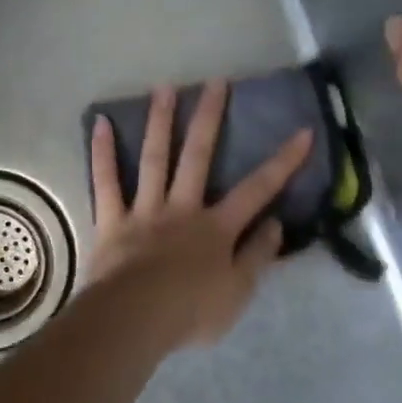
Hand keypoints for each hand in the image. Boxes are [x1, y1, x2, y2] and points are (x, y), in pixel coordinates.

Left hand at [85, 81, 312, 347]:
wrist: (135, 320)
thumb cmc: (191, 311)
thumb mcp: (238, 292)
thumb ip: (258, 255)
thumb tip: (276, 222)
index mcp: (217, 228)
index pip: (258, 190)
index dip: (283, 162)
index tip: (302, 132)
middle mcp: (182, 208)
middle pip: (199, 156)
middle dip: (210, 118)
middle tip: (216, 81)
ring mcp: (145, 210)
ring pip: (154, 158)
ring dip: (160, 121)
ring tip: (164, 87)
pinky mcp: (112, 220)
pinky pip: (105, 182)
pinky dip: (102, 153)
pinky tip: (99, 123)